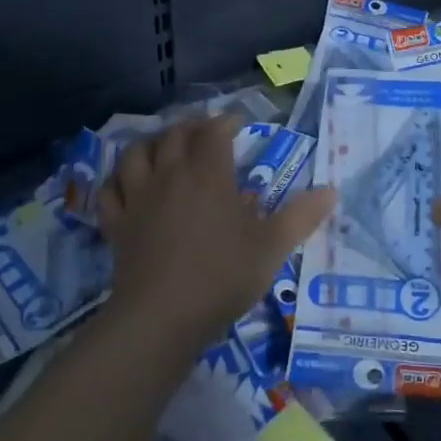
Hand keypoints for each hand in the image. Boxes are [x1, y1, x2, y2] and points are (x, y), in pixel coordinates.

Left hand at [97, 114, 334, 353]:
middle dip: (191, 128)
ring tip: (163, 150)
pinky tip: (127, 186)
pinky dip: (117, 182)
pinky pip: (109, 191)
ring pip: (136, 154)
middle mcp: (170, 175)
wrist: (161, 318)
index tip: (238, 125)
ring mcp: (138, 198)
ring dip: (151, 145)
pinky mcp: (116, 224)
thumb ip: (301, 216)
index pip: (214, 131)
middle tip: (204, 134)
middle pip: (174, 135)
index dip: (226, 121)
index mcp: (208, 173)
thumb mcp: (272, 248)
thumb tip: (332, 191)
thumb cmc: (222, 277)